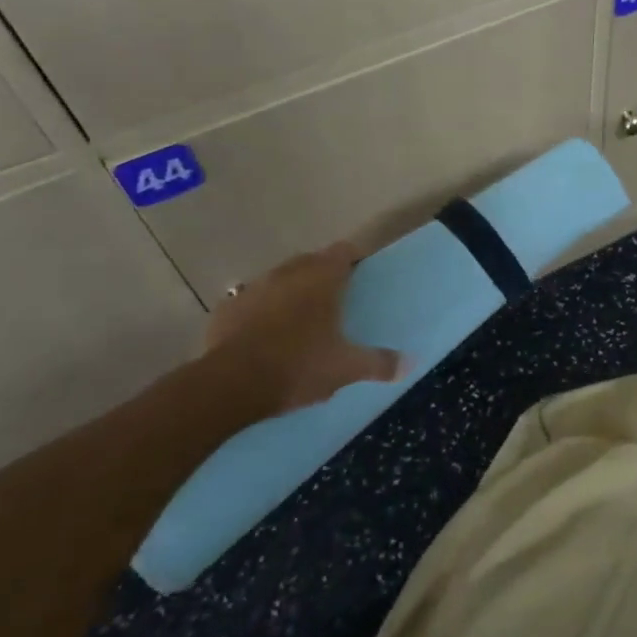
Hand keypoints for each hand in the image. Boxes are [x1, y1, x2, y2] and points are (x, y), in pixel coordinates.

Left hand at [205, 242, 400, 413]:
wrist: (229, 385)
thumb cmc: (298, 366)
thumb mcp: (346, 369)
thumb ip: (379, 363)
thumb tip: (410, 363)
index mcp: (321, 278)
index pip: (343, 251)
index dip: (354, 259)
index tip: (361, 274)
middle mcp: (287, 273)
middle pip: (311, 261)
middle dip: (322, 274)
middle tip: (335, 299)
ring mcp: (253, 288)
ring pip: (279, 280)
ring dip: (290, 292)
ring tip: (300, 317)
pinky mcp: (226, 309)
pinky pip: (251, 302)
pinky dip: (261, 311)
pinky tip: (264, 335)